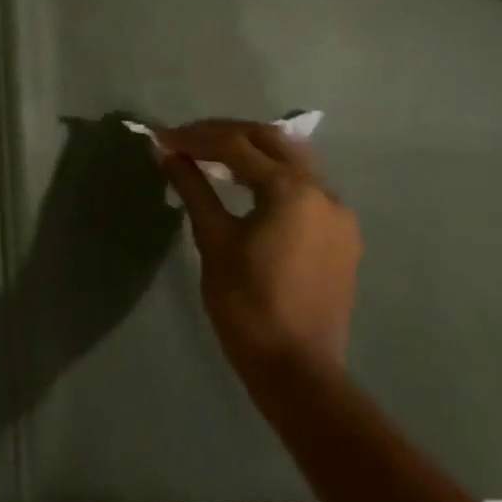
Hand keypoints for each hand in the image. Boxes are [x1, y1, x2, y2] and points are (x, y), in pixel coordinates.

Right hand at [153, 120, 361, 386]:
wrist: (296, 368)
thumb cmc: (247, 302)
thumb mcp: (212, 238)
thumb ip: (192, 186)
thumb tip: (165, 152)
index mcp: (291, 190)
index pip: (236, 145)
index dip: (194, 137)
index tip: (161, 138)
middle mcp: (323, 192)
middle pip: (271, 140)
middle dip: (225, 133)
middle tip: (186, 139)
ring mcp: (337, 214)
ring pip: (292, 160)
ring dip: (250, 150)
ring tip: (210, 156)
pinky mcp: (340, 236)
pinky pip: (304, 186)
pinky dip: (271, 174)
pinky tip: (244, 185)